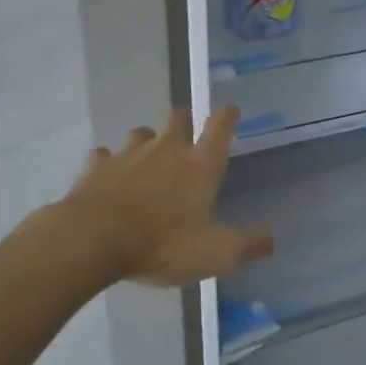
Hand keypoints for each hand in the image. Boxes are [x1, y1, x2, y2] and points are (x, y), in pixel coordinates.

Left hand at [66, 105, 273, 286]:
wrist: (93, 240)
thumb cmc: (163, 243)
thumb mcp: (216, 253)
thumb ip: (248, 245)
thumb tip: (272, 238)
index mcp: (199, 165)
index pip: (220, 129)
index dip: (227, 117)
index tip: (230, 110)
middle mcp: (166, 150)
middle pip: (178, 119)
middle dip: (184, 121)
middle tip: (185, 131)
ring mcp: (128, 155)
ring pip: (140, 134)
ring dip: (146, 141)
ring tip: (146, 157)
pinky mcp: (97, 167)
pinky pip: (105, 156)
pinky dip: (109, 163)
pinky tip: (108, 176)